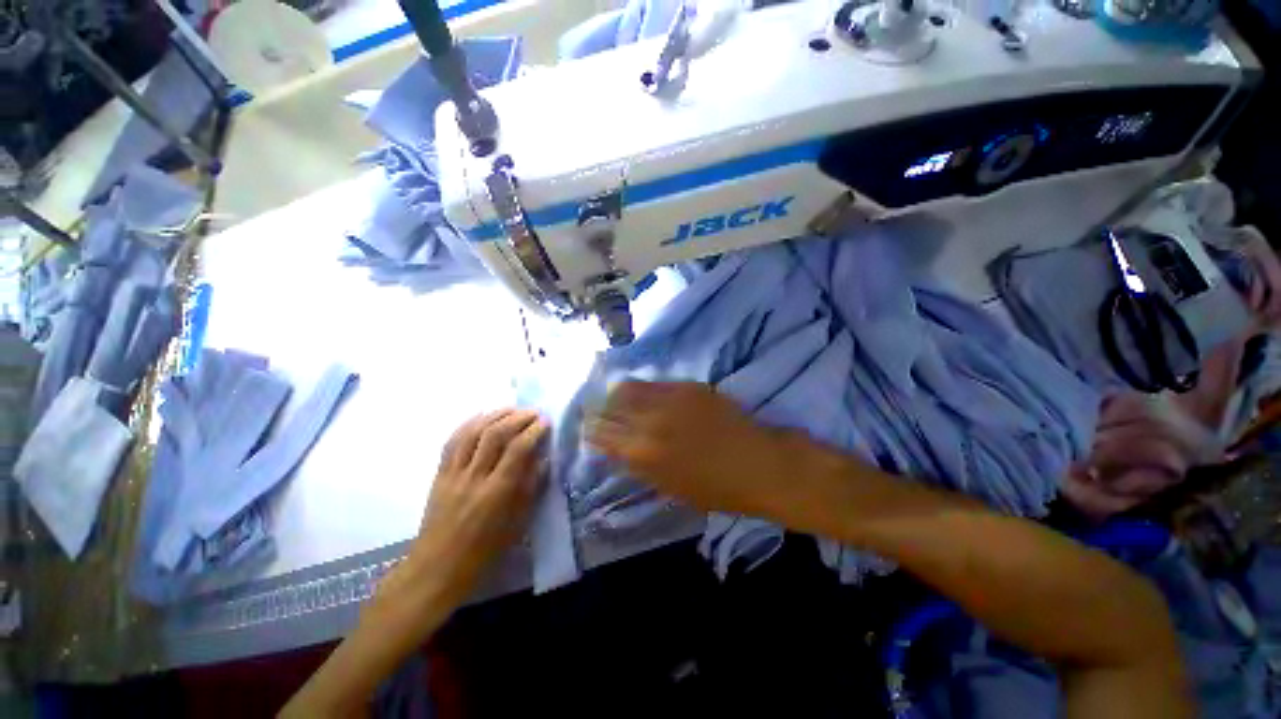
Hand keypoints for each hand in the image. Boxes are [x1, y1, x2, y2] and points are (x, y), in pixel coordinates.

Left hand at [384, 409, 548, 613]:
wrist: (437, 568)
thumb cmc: (485, 551)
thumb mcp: (518, 523)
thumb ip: (532, 487)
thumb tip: (544, 458)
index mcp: (497, 493)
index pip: (518, 449)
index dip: (534, 431)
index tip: (546, 422)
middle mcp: (474, 478)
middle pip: (495, 434)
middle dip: (517, 417)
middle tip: (533, 413)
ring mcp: (453, 474)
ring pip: (473, 432)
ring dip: (495, 415)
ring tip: (512, 409)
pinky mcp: (439, 474)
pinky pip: (453, 441)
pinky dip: (470, 423)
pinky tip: (483, 417)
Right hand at [586, 382, 825, 521]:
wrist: (759, 464)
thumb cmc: (716, 489)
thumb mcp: (669, 487)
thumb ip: (640, 465)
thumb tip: (619, 447)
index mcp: (642, 455)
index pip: (601, 434)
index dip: (591, 429)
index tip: (589, 426)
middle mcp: (649, 423)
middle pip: (609, 406)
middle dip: (598, 407)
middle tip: (597, 408)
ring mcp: (669, 400)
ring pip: (628, 388)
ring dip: (618, 393)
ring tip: (617, 396)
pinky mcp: (688, 387)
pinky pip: (655, 383)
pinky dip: (644, 389)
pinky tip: (647, 394)